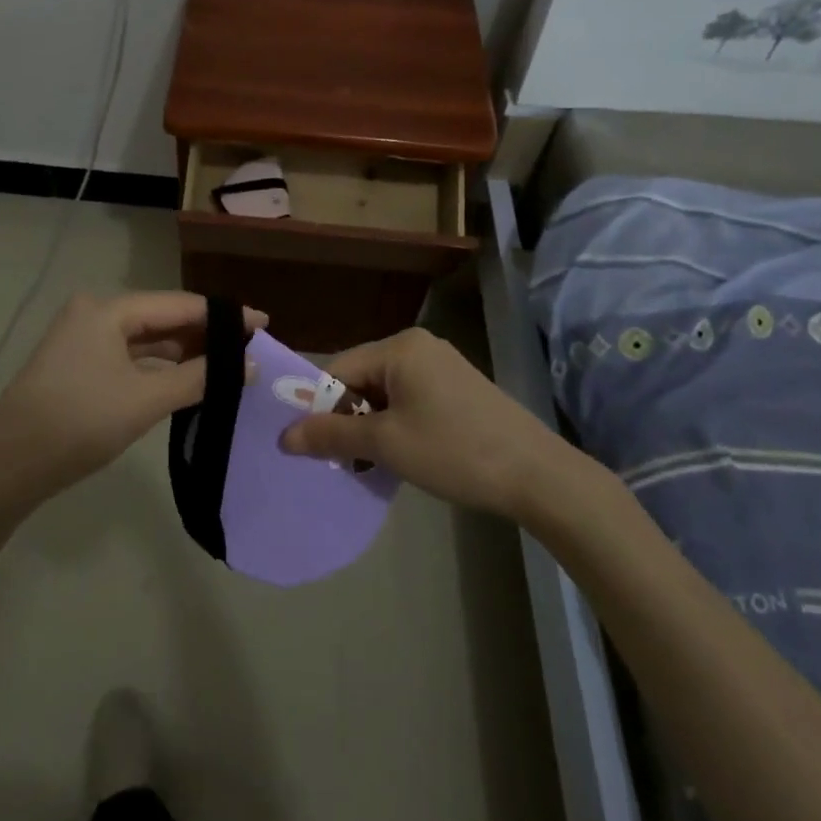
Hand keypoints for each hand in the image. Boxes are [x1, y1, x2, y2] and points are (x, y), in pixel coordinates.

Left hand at [0, 292, 265, 503]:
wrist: (6, 467)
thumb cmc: (79, 423)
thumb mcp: (145, 400)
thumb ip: (200, 378)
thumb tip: (247, 365)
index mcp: (107, 310)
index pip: (178, 304)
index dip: (222, 315)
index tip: (262, 325)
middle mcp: (94, 314)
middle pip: (162, 318)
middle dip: (204, 334)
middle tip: (249, 349)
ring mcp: (83, 340)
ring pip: (146, 339)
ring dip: (183, 352)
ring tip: (225, 365)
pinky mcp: (78, 366)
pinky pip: (130, 357)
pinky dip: (159, 367)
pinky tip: (185, 379)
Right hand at [280, 327, 558, 515]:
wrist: (536, 475)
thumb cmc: (453, 451)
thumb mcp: (386, 445)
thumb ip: (331, 436)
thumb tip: (283, 436)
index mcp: (399, 347)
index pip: (338, 370)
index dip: (319, 408)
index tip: (313, 448)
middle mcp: (419, 346)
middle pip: (361, 378)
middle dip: (347, 419)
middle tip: (344, 462)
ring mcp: (442, 365)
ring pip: (386, 392)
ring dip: (372, 426)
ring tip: (372, 465)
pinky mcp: (458, 387)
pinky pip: (410, 399)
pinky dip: (397, 425)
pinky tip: (402, 456)